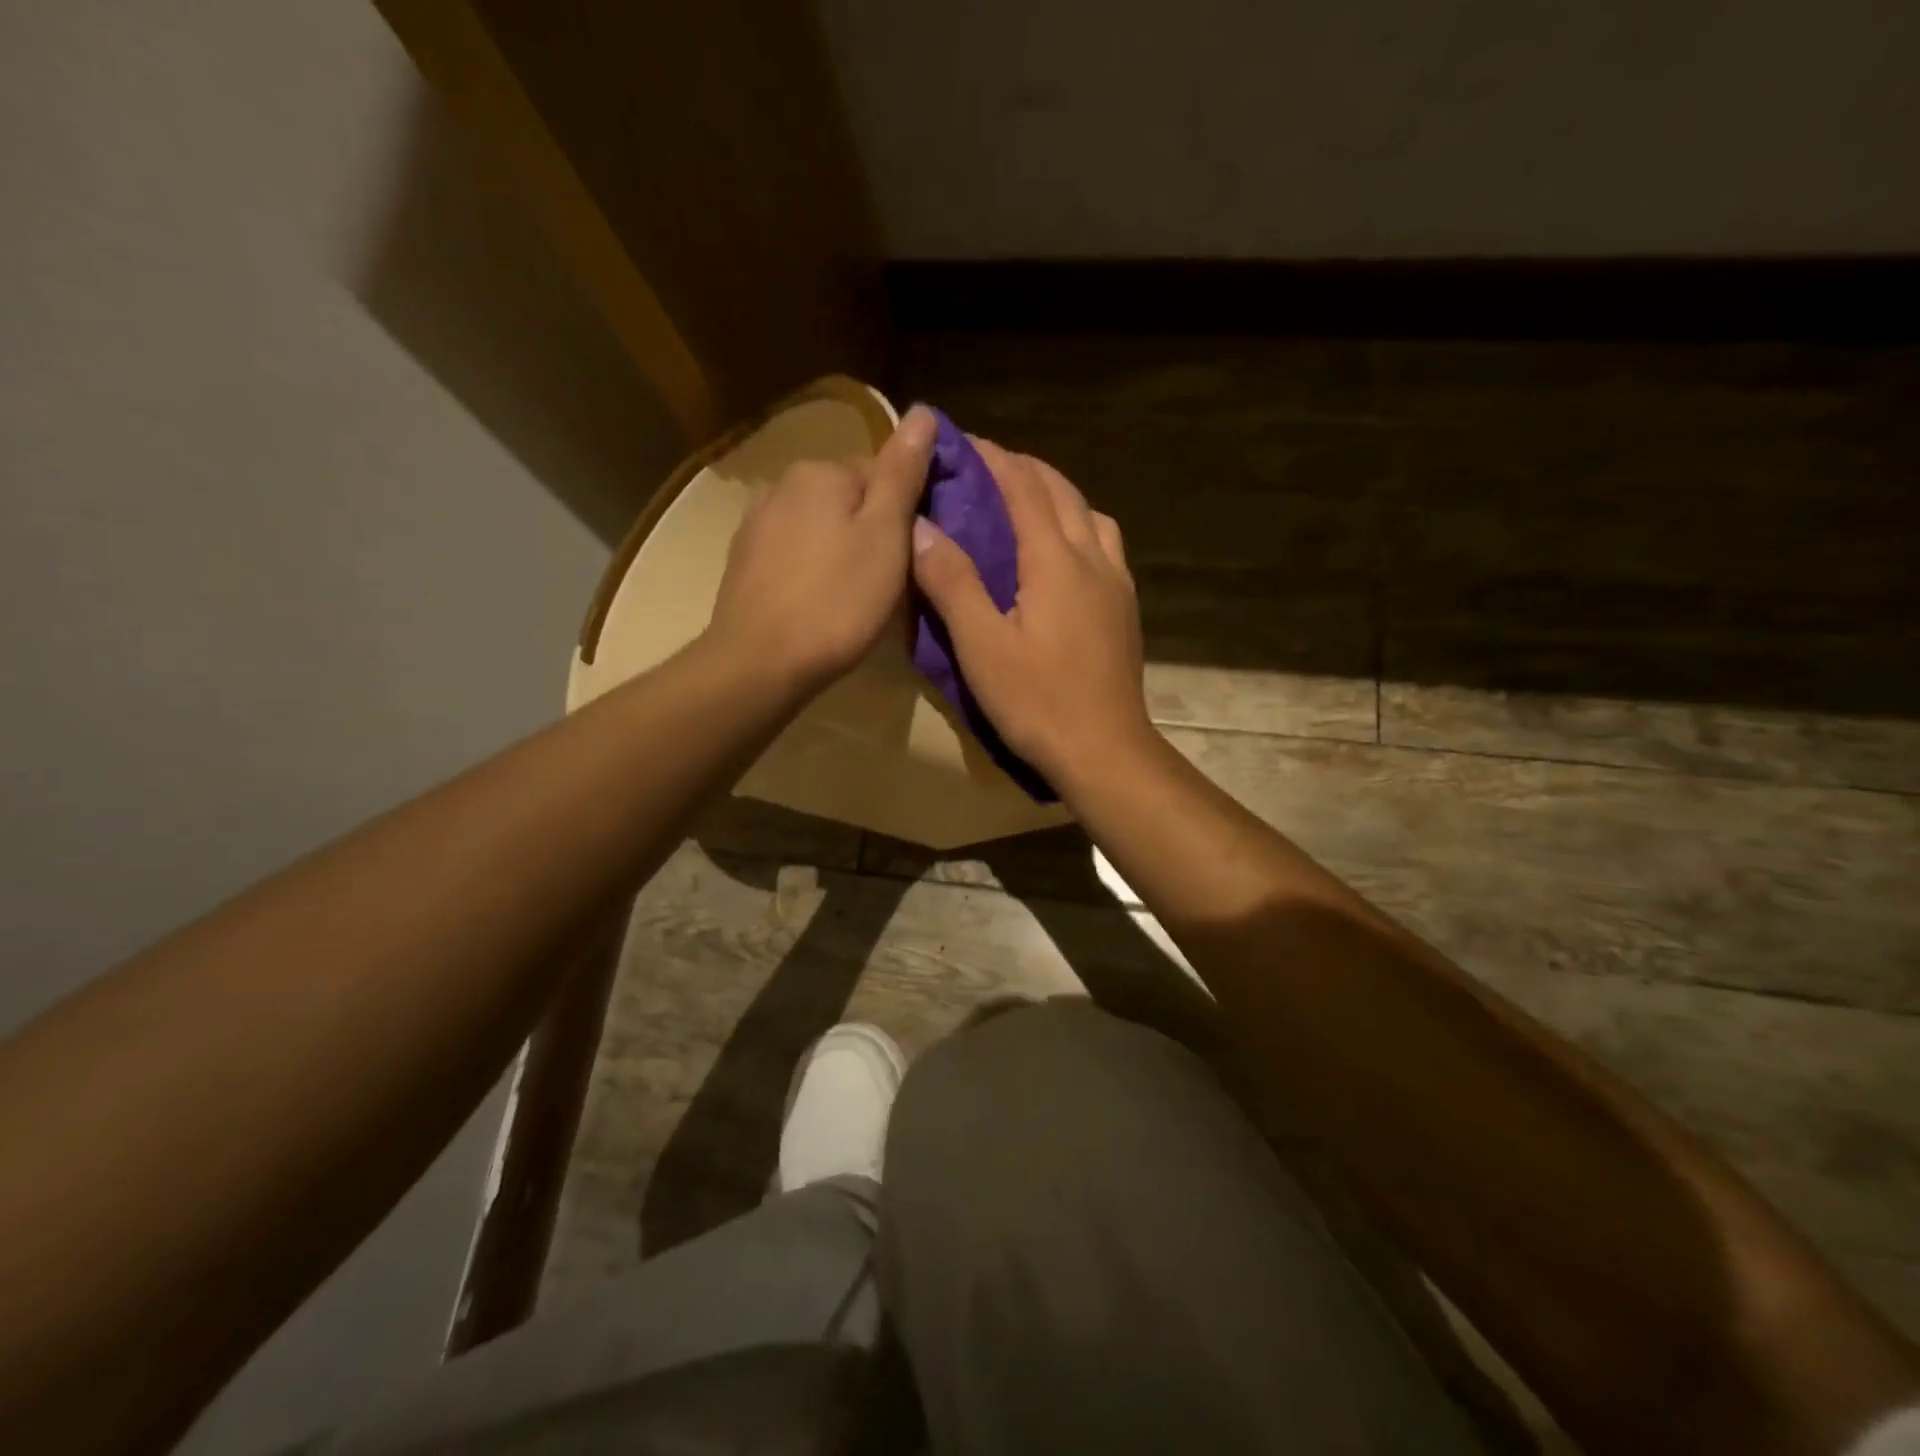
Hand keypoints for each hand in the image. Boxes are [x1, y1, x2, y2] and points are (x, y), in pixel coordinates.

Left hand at [707, 404, 936, 694]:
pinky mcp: (744, 562)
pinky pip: (794, 553)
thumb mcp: (886, 535)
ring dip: (841, 550)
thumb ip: (902, 473)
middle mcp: (782, 484)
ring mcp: (756, 523)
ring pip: (820, 526)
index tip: (914, 554)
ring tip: (855, 595)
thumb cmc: (837, 600)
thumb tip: (922, 411)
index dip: (906, 512)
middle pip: (848, 498)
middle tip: (889, 581)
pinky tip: (819, 602)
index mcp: (821, 471)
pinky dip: (812, 569)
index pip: (881, 472)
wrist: (760, 662)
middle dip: (872, 530)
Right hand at [910, 438, 1157, 788]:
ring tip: (1024, 504)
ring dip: (1056, 494)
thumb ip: (952, 582)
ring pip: (1090, 514)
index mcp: (1056, 561)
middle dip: (1023, 468)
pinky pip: (1104, 544)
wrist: (1105, 751)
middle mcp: (1093, 558)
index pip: (1024, 487)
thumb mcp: (982, 646)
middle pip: (1061, 491)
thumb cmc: (1038, 702)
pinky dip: (1078, 525)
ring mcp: (1116, 583)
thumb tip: (922, 526)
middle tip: (984, 468)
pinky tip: (1061, 553)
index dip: (993, 458)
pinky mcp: (1125, 608)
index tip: (962, 441)